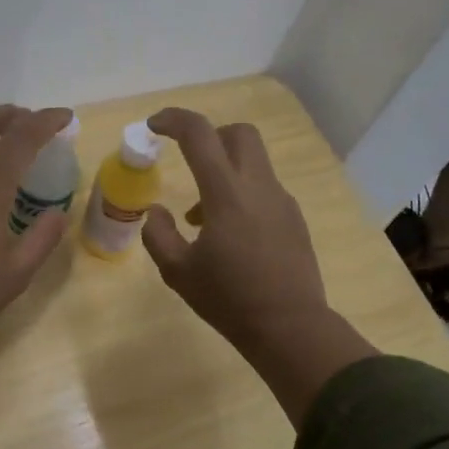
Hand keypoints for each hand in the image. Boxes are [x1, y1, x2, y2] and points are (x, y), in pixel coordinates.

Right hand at [143, 108, 376, 422]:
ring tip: (201, 217)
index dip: (174, 120)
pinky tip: (230, 234)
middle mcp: (258, 187)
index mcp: (227, 194)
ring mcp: (282, 201)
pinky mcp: (294, 218)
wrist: (290, 327)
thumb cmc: (229, 299)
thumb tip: (156, 212)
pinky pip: (264, 188)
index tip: (154, 126)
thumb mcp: (178, 272)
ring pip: (254, 161)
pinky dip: (242, 193)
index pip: (200, 134)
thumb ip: (158, 234)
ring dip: (225, 170)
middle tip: (189, 162)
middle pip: (239, 133)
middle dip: (210, 136)